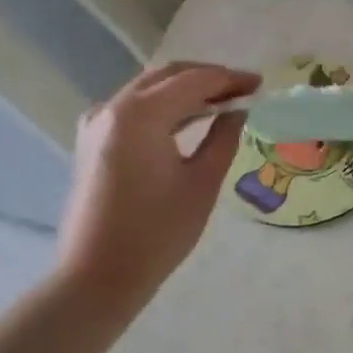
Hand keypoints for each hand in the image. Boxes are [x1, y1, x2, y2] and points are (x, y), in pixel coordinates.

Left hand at [59, 61, 259, 299]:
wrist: (97, 276)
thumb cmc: (157, 233)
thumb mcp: (201, 183)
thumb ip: (223, 138)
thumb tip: (237, 111)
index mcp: (140, 114)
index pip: (194, 80)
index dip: (230, 79)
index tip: (260, 84)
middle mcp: (113, 108)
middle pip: (167, 76)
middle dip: (208, 78)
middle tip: (244, 90)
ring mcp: (97, 123)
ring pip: (148, 89)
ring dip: (186, 90)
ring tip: (224, 103)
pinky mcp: (93, 142)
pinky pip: (133, 109)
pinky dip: (164, 107)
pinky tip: (189, 119)